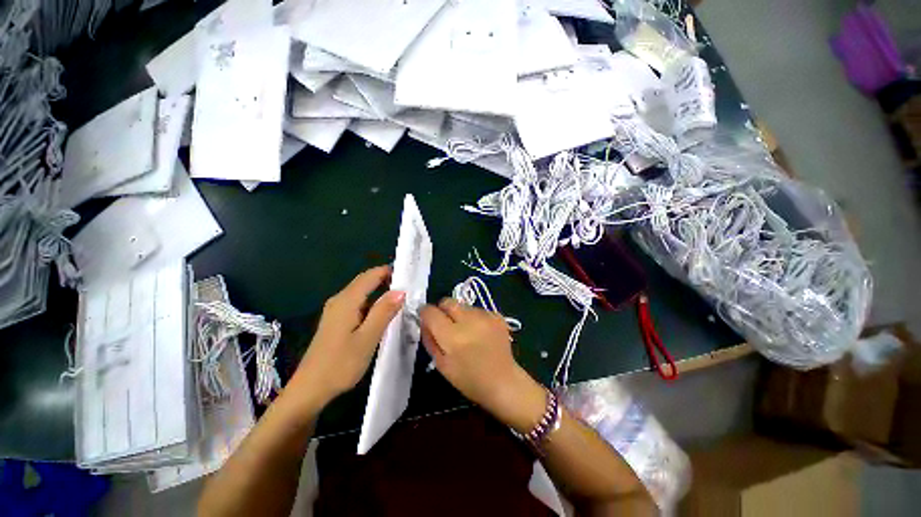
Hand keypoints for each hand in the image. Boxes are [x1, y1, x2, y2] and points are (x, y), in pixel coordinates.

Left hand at [285, 266, 404, 411]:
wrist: (310, 389)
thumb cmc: (340, 364)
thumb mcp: (367, 338)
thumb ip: (384, 312)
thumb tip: (400, 291)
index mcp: (347, 301)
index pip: (371, 275)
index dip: (389, 271)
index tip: (409, 275)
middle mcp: (339, 300)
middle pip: (365, 282)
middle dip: (386, 280)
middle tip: (409, 288)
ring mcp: (336, 311)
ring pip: (362, 293)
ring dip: (381, 292)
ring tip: (401, 300)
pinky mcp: (336, 321)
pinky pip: (358, 304)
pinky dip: (373, 304)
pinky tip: (383, 315)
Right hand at [420, 299, 545, 432]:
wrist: (503, 382)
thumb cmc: (469, 379)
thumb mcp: (441, 365)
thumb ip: (430, 340)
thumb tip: (424, 321)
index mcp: (452, 336)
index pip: (431, 312)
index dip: (425, 314)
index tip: (426, 319)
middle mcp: (468, 321)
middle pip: (447, 302)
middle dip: (442, 310)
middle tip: (446, 325)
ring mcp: (485, 316)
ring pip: (463, 305)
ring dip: (459, 314)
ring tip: (466, 332)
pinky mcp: (496, 316)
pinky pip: (477, 310)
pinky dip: (474, 317)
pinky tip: (479, 333)